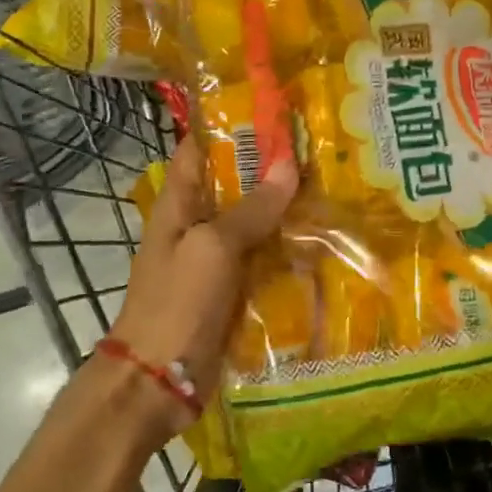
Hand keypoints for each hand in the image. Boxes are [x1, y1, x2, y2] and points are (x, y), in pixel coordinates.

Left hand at [109, 139, 296, 442]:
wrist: (158, 380)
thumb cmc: (177, 303)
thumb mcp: (213, 248)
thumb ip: (251, 209)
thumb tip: (287, 164)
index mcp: (179, 205)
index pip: (200, 149)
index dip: (231, 127)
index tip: (273, 111)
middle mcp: (197, 227)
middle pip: (235, 186)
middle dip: (272, 170)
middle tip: (320, 150)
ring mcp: (215, 262)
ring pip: (255, 225)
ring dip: (286, 212)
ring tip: (333, 189)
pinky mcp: (233, 292)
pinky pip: (264, 263)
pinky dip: (288, 252)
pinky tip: (324, 243)